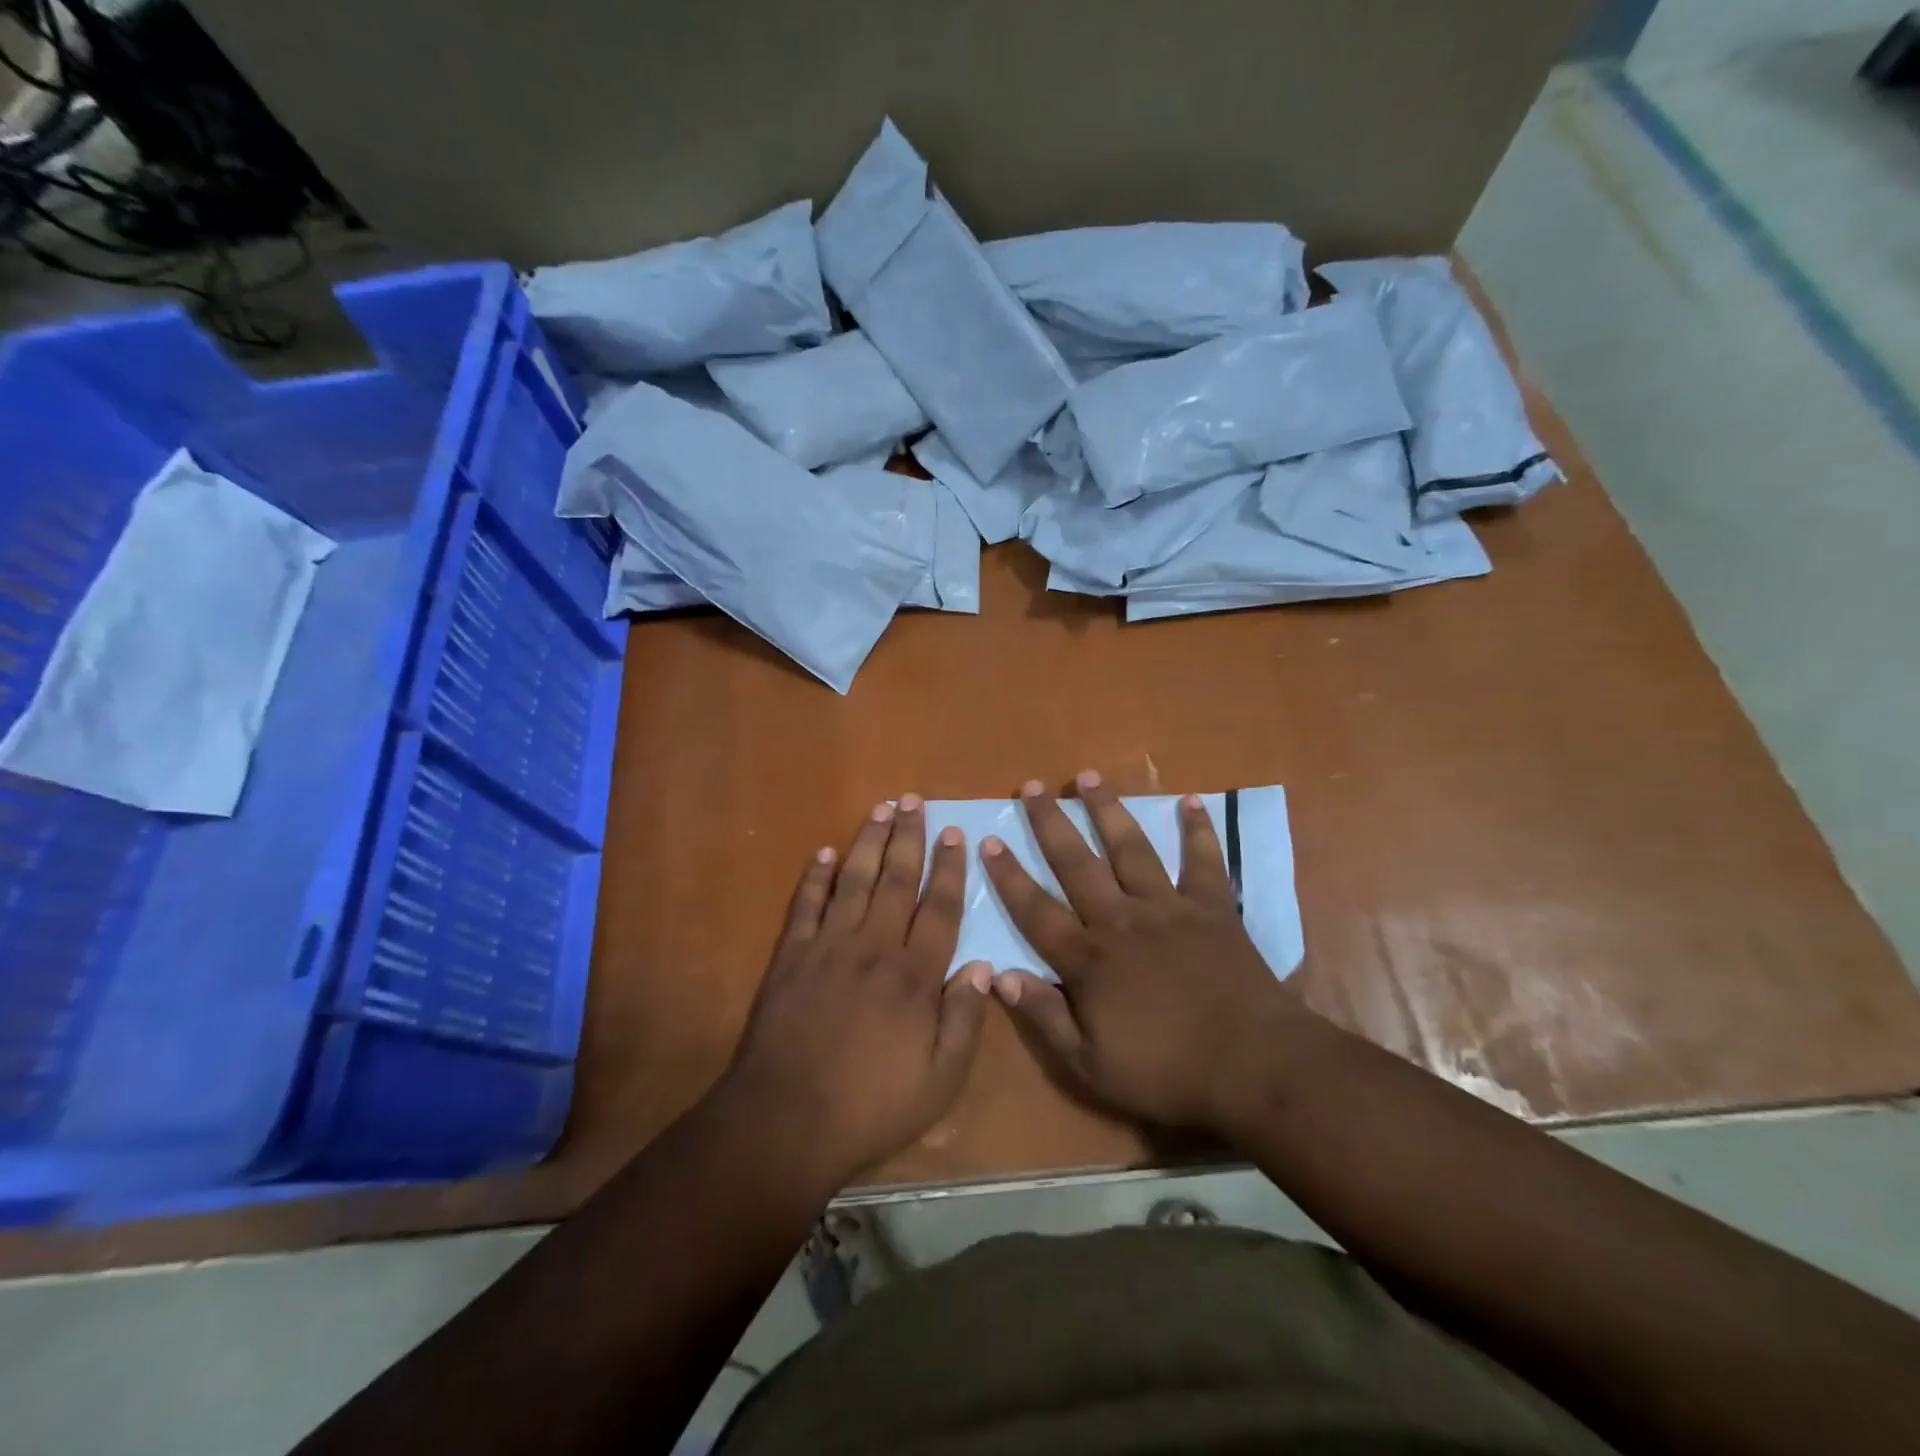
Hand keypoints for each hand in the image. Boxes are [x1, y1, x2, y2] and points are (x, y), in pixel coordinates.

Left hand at [723, 796, 990, 1190]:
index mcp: (914, 976)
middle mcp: (874, 948)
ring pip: (854, 881)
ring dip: (868, 842)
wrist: (786, 1122)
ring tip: (881, 809)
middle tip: (915, 800)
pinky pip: (806, 905)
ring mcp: (828, 948)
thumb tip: (983, 967)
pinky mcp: (790, 957)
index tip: (954, 834)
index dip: (950, 869)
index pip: (940, 909)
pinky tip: (824, 854)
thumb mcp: (939, 1081)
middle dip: (909, 838)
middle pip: (897, 881)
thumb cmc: (871, 1106)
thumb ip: (965, 1021)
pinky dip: (815, 877)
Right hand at [981, 772, 1312, 1133]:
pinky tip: (1192, 801)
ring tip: (1088, 776)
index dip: (1009, 876)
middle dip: (1049, 823)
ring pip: (1130, 849)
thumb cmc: (1167, 1072)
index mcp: (1089, 958)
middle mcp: (1122, 920)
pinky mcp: (1212, 909)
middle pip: (1077, 863)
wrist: (1253, 1066)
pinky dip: (1198, 831)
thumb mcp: (1090, 1066)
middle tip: (1030, 786)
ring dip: (1107, 811)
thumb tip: (998, 974)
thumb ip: (1044, 1017)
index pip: (1036, 910)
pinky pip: (1204, 862)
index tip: (988, 840)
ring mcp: (1169, 908)